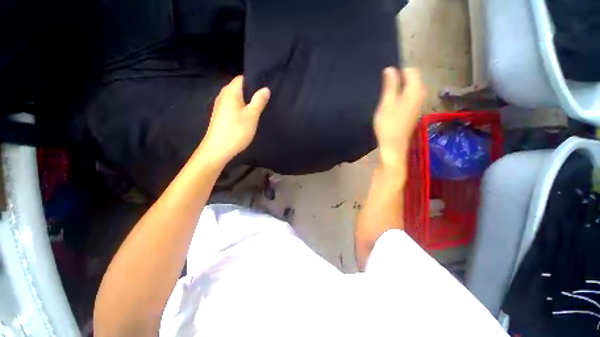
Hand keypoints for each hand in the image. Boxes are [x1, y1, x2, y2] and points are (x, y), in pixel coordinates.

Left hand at [200, 76, 269, 165]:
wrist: (218, 150)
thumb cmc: (236, 131)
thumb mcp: (252, 115)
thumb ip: (259, 101)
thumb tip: (266, 89)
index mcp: (230, 92)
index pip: (242, 78)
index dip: (254, 80)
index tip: (265, 87)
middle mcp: (223, 96)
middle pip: (239, 88)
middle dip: (252, 91)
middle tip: (265, 98)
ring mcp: (220, 106)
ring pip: (236, 98)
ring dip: (247, 101)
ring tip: (259, 106)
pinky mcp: (221, 116)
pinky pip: (233, 106)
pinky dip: (241, 108)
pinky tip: (248, 116)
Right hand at [373, 68, 424, 168]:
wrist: (393, 145)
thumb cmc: (388, 124)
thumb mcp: (386, 103)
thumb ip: (390, 85)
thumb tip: (390, 69)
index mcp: (415, 90)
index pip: (410, 70)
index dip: (397, 72)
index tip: (385, 81)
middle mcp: (420, 94)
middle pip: (411, 79)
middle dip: (398, 80)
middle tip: (384, 91)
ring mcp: (418, 103)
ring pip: (409, 88)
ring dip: (397, 89)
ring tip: (385, 99)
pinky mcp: (413, 111)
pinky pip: (408, 97)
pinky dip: (400, 97)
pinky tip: (390, 106)